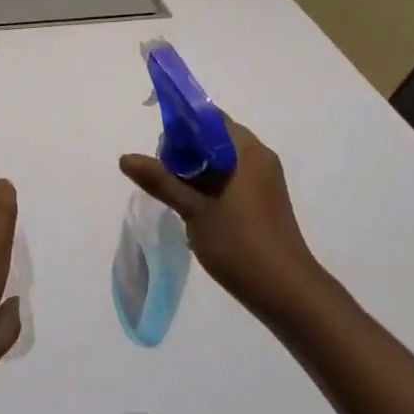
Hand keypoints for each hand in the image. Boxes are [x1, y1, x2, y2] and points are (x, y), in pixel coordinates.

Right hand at [119, 117, 318, 318]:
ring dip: (196, 171)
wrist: (287, 294)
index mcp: (247, 151)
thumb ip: (161, 181)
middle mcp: (259, 159)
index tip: (158, 145)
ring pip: (221, 161)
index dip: (182, 125)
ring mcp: (263, 181)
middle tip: (161, 174)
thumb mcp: (195, 211)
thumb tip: (125, 158)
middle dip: (185, 151)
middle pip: (215, 139)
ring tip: (172, 192)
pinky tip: (192, 208)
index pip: (210, 119)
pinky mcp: (263, 202)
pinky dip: (209, 186)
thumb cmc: (241, 245)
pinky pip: (231, 179)